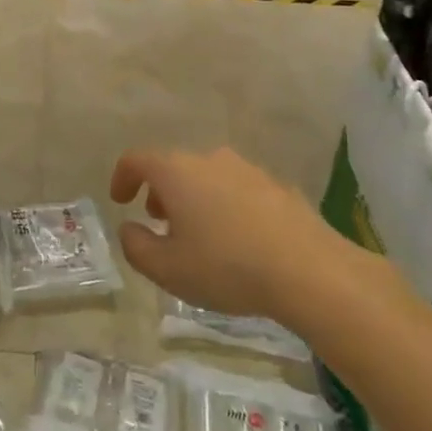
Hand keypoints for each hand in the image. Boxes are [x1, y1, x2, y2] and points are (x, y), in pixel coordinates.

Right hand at [111, 147, 343, 323]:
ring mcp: (247, 169)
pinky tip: (239, 241)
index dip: (122, 178)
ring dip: (194, 199)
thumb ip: (136, 246)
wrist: (310, 271)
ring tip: (201, 236)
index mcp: (176, 172)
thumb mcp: (167, 269)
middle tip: (161, 224)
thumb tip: (129, 228)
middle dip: (160, 192)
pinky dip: (226, 206)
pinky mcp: (277, 186)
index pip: (136, 160)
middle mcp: (209, 159)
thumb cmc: (227, 267)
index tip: (121, 201)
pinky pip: (238, 190)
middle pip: (173, 167)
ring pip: (207, 177)